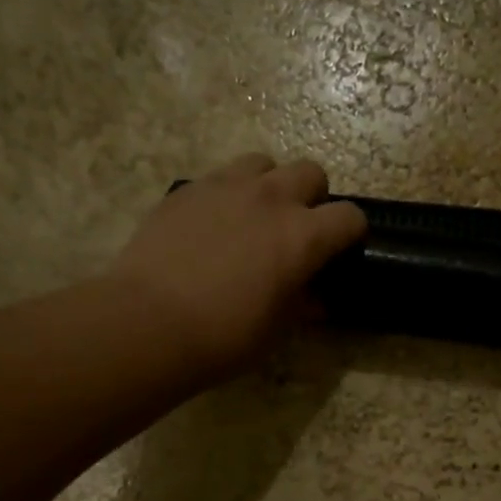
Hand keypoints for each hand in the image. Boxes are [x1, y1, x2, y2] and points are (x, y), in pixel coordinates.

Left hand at [110, 154, 364, 381]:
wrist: (149, 323)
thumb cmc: (224, 337)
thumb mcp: (275, 330)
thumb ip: (300, 305)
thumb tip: (313, 299)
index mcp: (302, 236)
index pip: (349, 217)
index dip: (351, 233)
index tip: (341, 252)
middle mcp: (270, 198)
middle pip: (310, 172)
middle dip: (313, 198)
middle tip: (297, 231)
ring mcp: (225, 187)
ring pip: (263, 163)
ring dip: (269, 185)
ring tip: (254, 218)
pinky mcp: (187, 189)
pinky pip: (220, 177)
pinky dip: (228, 195)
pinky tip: (213, 227)